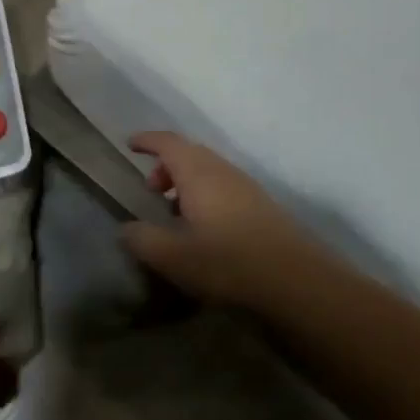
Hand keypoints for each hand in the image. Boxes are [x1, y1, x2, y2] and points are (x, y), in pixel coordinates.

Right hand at [120, 131, 316, 308]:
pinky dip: (205, 194)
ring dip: (186, 182)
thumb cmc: (227, 261)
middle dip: (166, 165)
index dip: (147, 141)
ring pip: (208, 170)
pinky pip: (224, 186)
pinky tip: (204, 228)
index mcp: (198, 173)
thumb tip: (126, 229)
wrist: (294, 278)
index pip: (168, 142)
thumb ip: (143, 239)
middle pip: (190, 153)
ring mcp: (246, 186)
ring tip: (174, 213)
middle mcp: (223, 170)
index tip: (130, 145)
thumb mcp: (173, 257)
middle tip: (151, 191)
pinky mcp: (261, 204)